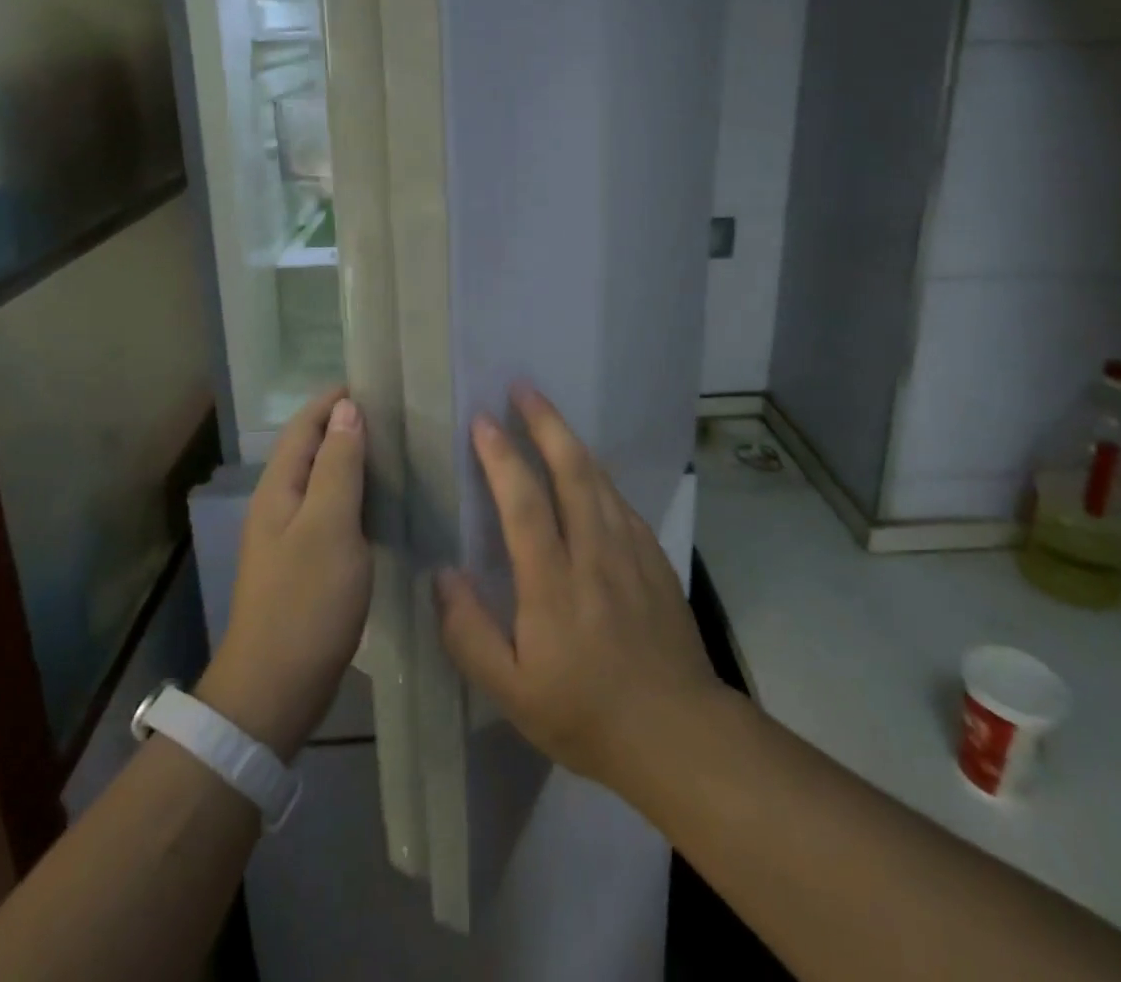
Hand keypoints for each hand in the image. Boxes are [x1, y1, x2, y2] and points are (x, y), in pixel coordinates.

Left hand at [196, 387, 370, 758]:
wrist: (275, 690)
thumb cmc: (305, 602)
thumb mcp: (329, 526)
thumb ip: (339, 466)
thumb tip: (347, 409)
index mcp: (280, 489)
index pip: (305, 425)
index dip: (335, 399)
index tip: (379, 383)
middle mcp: (281, 504)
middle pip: (314, 449)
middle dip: (349, 424)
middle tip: (401, 415)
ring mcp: (292, 536)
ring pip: (326, 481)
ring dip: (356, 460)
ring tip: (402, 450)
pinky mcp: (308, 563)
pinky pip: (334, 512)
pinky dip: (359, 495)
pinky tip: (388, 502)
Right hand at [434, 385, 724, 792]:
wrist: (677, 731)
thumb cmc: (585, 714)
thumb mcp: (511, 693)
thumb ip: (470, 633)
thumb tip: (443, 574)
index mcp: (553, 583)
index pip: (524, 502)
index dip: (501, 456)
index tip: (482, 420)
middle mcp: (594, 552)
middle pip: (570, 469)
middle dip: (544, 422)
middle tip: (522, 388)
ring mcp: (630, 550)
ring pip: (598, 478)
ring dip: (571, 439)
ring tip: (547, 414)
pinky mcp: (654, 557)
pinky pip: (620, 501)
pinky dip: (597, 474)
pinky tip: (588, 470)